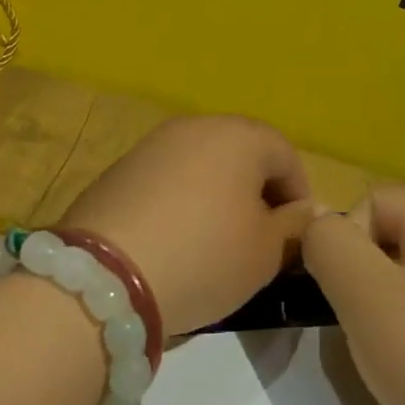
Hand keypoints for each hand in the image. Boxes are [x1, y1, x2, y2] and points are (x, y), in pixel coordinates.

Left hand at [60, 116, 313, 336]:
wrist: (105, 277)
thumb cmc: (205, 256)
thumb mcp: (266, 252)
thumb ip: (294, 226)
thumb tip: (299, 214)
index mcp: (240, 135)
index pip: (286, 156)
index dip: (299, 196)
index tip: (297, 237)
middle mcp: (196, 126)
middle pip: (242, 154)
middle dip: (257, 193)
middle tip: (260, 239)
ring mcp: (152, 145)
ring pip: (202, 166)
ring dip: (218, 197)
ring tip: (217, 243)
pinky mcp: (119, 170)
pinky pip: (167, 181)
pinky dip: (181, 204)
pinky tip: (175, 242)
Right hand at [302, 185, 404, 404]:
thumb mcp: (363, 292)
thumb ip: (328, 243)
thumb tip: (317, 225)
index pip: (375, 200)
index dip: (347, 239)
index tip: (345, 292)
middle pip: (391, 237)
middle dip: (361, 275)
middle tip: (359, 323)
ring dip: (379, 308)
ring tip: (383, 350)